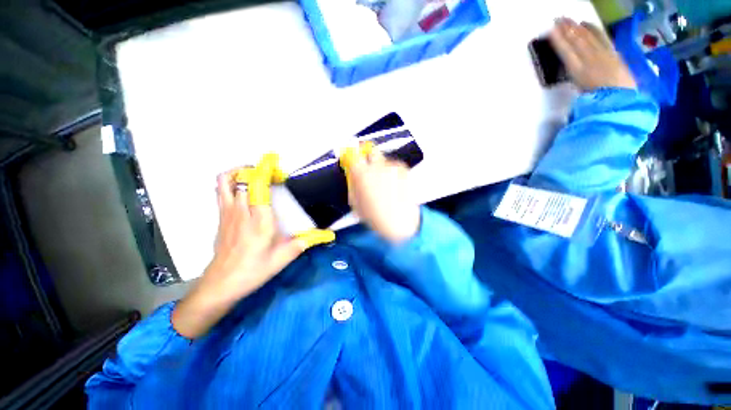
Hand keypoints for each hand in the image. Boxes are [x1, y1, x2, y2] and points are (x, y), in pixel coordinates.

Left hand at [172, 154, 333, 338]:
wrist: (222, 283)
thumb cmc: (254, 270)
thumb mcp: (284, 258)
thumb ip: (305, 242)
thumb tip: (326, 236)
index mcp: (259, 220)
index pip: (257, 186)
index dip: (264, 170)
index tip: (275, 164)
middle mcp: (241, 211)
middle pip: (240, 178)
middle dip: (254, 169)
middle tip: (270, 173)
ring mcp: (227, 213)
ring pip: (225, 181)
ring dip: (238, 172)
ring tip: (254, 175)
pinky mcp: (220, 217)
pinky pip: (220, 191)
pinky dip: (230, 183)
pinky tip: (244, 190)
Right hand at [341, 143, 420, 243]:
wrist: (400, 222)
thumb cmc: (376, 216)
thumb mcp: (355, 202)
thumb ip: (352, 184)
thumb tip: (351, 173)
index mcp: (361, 174)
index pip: (352, 154)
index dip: (351, 155)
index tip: (352, 156)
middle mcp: (377, 167)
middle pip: (370, 150)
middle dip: (368, 156)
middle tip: (369, 167)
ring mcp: (392, 167)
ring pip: (383, 160)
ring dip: (381, 167)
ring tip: (384, 184)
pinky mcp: (403, 169)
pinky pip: (394, 166)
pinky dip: (392, 172)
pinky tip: (393, 186)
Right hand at [549, 17, 636, 90]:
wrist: (621, 98)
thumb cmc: (597, 99)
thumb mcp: (580, 92)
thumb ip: (574, 79)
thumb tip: (568, 67)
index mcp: (578, 70)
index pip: (566, 52)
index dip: (559, 41)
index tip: (550, 31)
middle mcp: (589, 58)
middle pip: (576, 41)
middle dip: (566, 29)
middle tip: (558, 19)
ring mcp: (602, 53)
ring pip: (587, 36)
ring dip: (576, 27)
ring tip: (568, 20)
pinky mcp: (612, 52)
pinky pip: (601, 37)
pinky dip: (593, 29)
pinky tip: (586, 24)